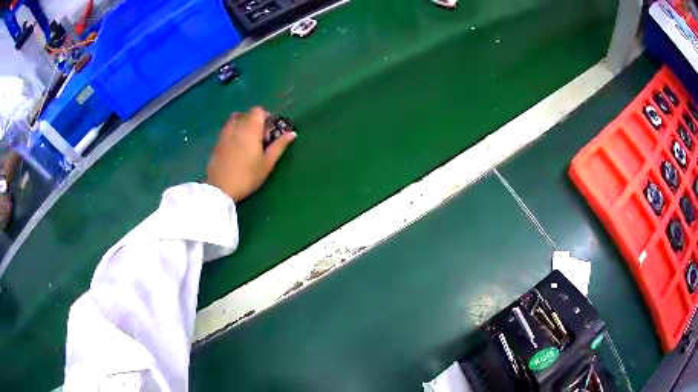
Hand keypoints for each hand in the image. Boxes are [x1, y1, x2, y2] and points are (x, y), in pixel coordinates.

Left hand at [207, 107, 295, 201]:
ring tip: (248, 140)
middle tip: (261, 139)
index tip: (269, 131)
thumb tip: (292, 133)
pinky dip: (234, 131)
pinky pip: (227, 128)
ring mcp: (224, 133)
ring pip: (236, 119)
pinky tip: (237, 147)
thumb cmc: (247, 176)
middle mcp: (237, 126)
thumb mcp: (267, 163)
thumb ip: (279, 146)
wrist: (220, 188)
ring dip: (243, 125)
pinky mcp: (217, 142)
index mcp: (250, 128)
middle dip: (256, 122)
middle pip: (247, 114)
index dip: (266, 117)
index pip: (258, 110)